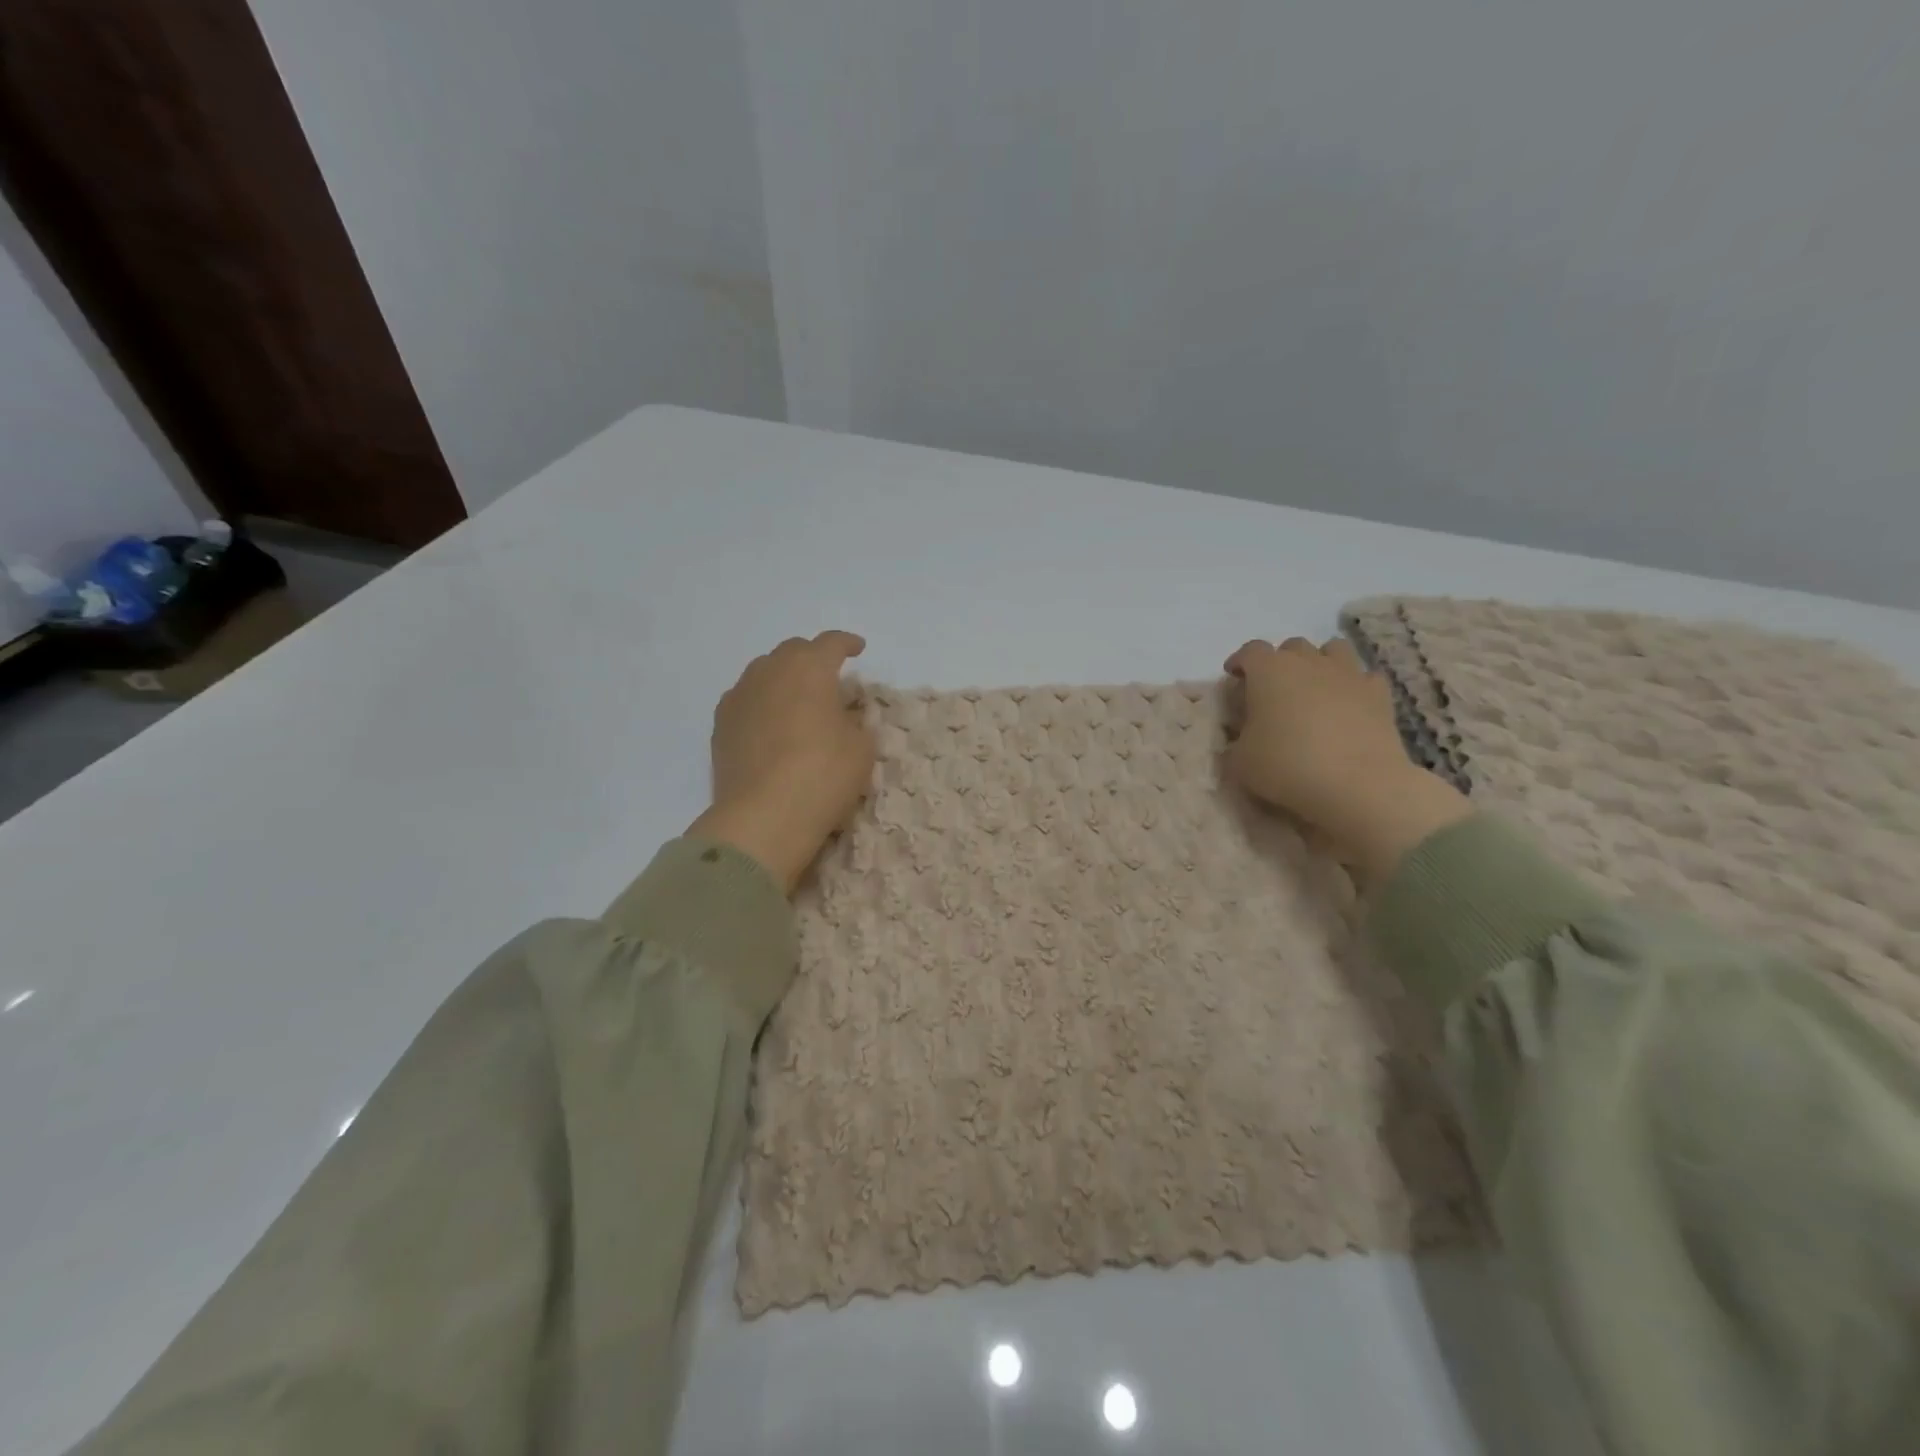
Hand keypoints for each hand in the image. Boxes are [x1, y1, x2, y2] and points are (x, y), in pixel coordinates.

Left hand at [688, 631, 875, 894]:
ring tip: (797, 699)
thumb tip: (845, 715)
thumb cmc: (823, 775)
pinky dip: (762, 703)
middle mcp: (770, 672)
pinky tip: (769, 722)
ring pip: (764, 673)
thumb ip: (856, 722)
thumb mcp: (861, 748)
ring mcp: (740, 696)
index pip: (831, 644)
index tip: (858, 648)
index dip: (847, 643)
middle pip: (793, 651)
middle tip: (828, 676)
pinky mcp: (720, 725)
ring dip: (784, 678)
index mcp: (810, 669)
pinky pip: (746, 700)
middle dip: (812, 658)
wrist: (763, 817)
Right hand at [1225, 636, 1469, 885]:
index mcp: (1269, 670)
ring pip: (1332, 650)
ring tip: (1312, 688)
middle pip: (1291, 647)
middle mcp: (1308, 661)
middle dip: (1279, 662)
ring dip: (1319, 663)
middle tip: (1273, 690)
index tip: (1234, 678)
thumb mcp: (1240, 760)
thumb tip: (1243, 736)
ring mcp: (1348, 674)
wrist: (1357, 784)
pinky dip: (1353, 685)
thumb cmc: (1287, 765)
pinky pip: (1364, 677)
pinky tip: (1348, 704)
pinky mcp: (1379, 694)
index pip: (1250, 651)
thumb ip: (1236, 740)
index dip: (1240, 662)